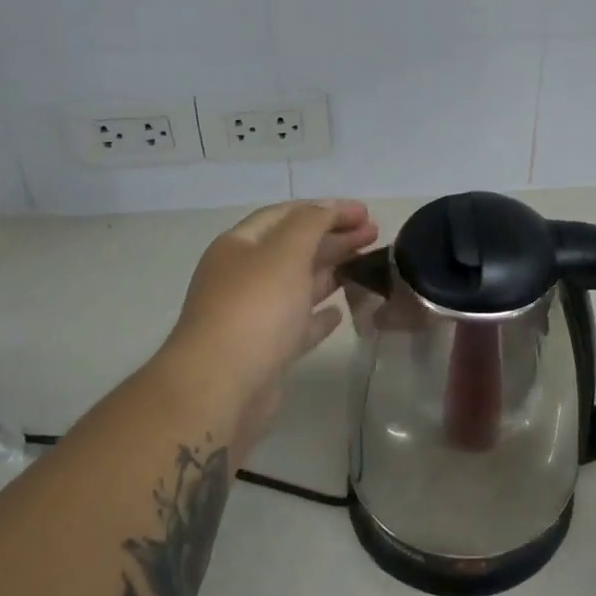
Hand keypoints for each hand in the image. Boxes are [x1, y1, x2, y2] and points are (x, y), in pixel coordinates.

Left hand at [172, 200, 377, 414]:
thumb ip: (311, 224)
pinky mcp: (264, 351)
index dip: (326, 209)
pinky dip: (318, 315)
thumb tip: (328, 208)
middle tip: (374, 234)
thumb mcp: (286, 252)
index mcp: (239, 246)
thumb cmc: (255, 308)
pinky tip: (340, 313)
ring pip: (297, 285)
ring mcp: (252, 315)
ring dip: (332, 271)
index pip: (286, 214)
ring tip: (368, 265)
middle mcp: (242, 276)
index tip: (365, 212)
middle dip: (334, 237)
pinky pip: (297, 324)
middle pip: (294, 248)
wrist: (221, 387)